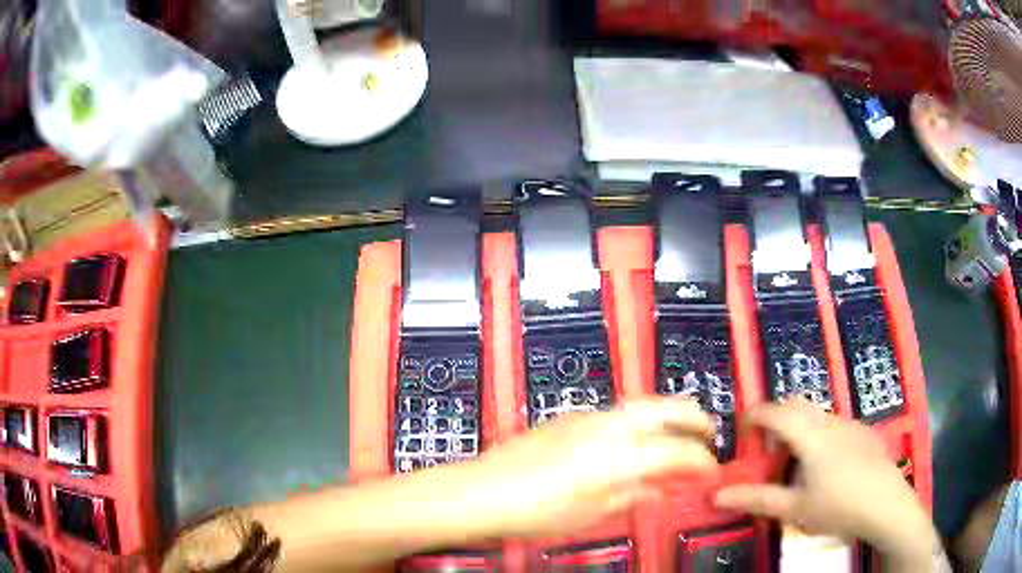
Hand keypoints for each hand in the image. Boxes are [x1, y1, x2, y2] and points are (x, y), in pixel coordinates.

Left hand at [460, 397, 718, 537]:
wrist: (482, 492)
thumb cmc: (534, 511)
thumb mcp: (591, 513)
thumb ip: (632, 495)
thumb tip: (659, 488)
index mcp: (619, 455)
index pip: (676, 451)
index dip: (700, 460)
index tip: (710, 469)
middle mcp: (607, 427)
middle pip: (663, 408)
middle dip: (692, 417)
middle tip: (708, 431)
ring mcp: (585, 418)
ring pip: (638, 406)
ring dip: (664, 415)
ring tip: (677, 431)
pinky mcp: (567, 419)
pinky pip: (614, 414)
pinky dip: (635, 422)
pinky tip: (631, 441)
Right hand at [713, 401, 939, 566]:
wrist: (887, 504)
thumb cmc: (838, 507)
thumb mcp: (795, 508)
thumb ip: (758, 499)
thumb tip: (717, 495)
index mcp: (811, 436)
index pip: (777, 412)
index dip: (756, 414)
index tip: (741, 424)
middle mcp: (830, 421)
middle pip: (798, 404)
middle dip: (777, 415)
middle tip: (764, 441)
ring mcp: (851, 424)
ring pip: (818, 413)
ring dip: (799, 424)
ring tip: (793, 456)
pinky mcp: (864, 432)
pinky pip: (835, 423)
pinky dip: (819, 433)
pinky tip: (826, 464)